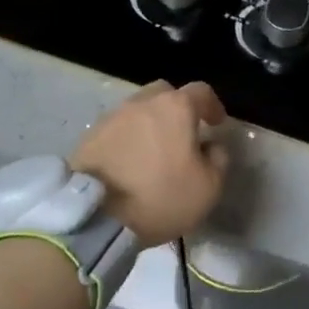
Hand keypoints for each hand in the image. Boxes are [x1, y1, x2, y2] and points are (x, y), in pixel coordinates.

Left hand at [70, 81, 228, 246]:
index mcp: (176, 107)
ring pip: (138, 110)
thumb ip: (218, 159)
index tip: (217, 123)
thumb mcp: (208, 188)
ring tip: (153, 150)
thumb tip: (212, 146)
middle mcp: (143, 102)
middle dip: (177, 108)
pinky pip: (117, 129)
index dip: (213, 105)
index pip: (201, 92)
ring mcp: (112, 116)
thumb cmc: (160, 197)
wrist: (96, 216)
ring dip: (149, 123)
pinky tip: (129, 161)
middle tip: (182, 132)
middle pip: (164, 93)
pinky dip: (127, 139)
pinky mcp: (89, 136)